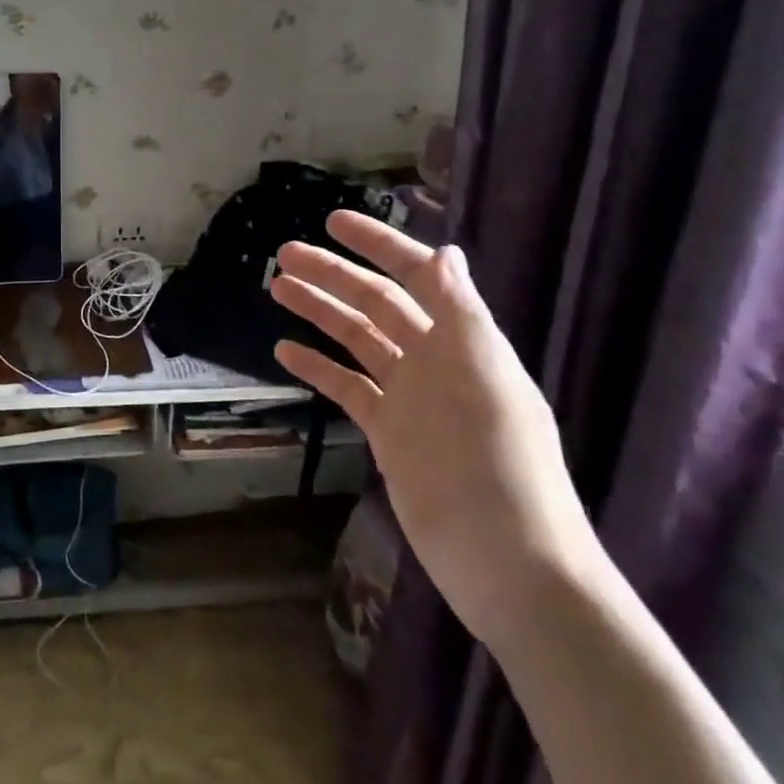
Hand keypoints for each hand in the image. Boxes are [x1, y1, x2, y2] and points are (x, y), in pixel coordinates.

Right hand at [271, 212, 601, 651]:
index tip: (333, 222)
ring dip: (319, 311)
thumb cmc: (501, 464)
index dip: (378, 245)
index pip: (416, 277)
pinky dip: (317, 365)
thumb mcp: (486, 379)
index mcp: (463, 341)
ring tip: (276, 287)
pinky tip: (284, 350)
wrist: (506, 562)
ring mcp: (408, 397)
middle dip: (333, 275)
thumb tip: (446, 252)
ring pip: (356, 339)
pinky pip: (346, 386)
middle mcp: (434, 360)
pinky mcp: (387, 432)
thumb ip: (462, 314)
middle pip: (376, 303)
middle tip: (284, 253)